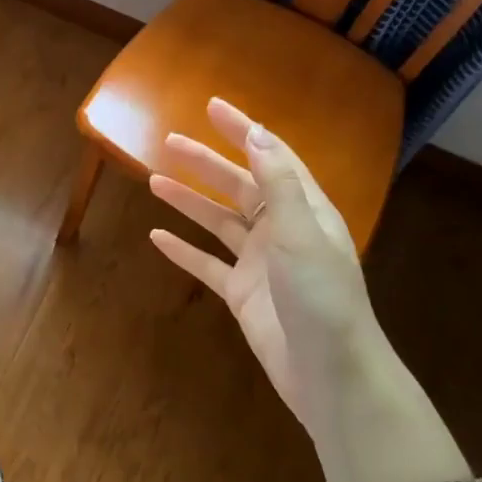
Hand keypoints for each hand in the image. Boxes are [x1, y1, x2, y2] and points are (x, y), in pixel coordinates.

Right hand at [148, 98, 381, 440]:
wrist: (329, 374)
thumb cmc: (321, 298)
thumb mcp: (301, 234)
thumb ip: (278, 184)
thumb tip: (258, 135)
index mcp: (304, 210)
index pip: (271, 158)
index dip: (243, 131)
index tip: (212, 107)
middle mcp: (281, 231)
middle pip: (238, 187)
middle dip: (205, 163)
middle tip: (169, 141)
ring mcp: (259, 264)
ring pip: (218, 222)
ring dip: (189, 201)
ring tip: (153, 181)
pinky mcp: (241, 294)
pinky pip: (206, 264)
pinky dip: (183, 250)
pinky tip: (156, 237)